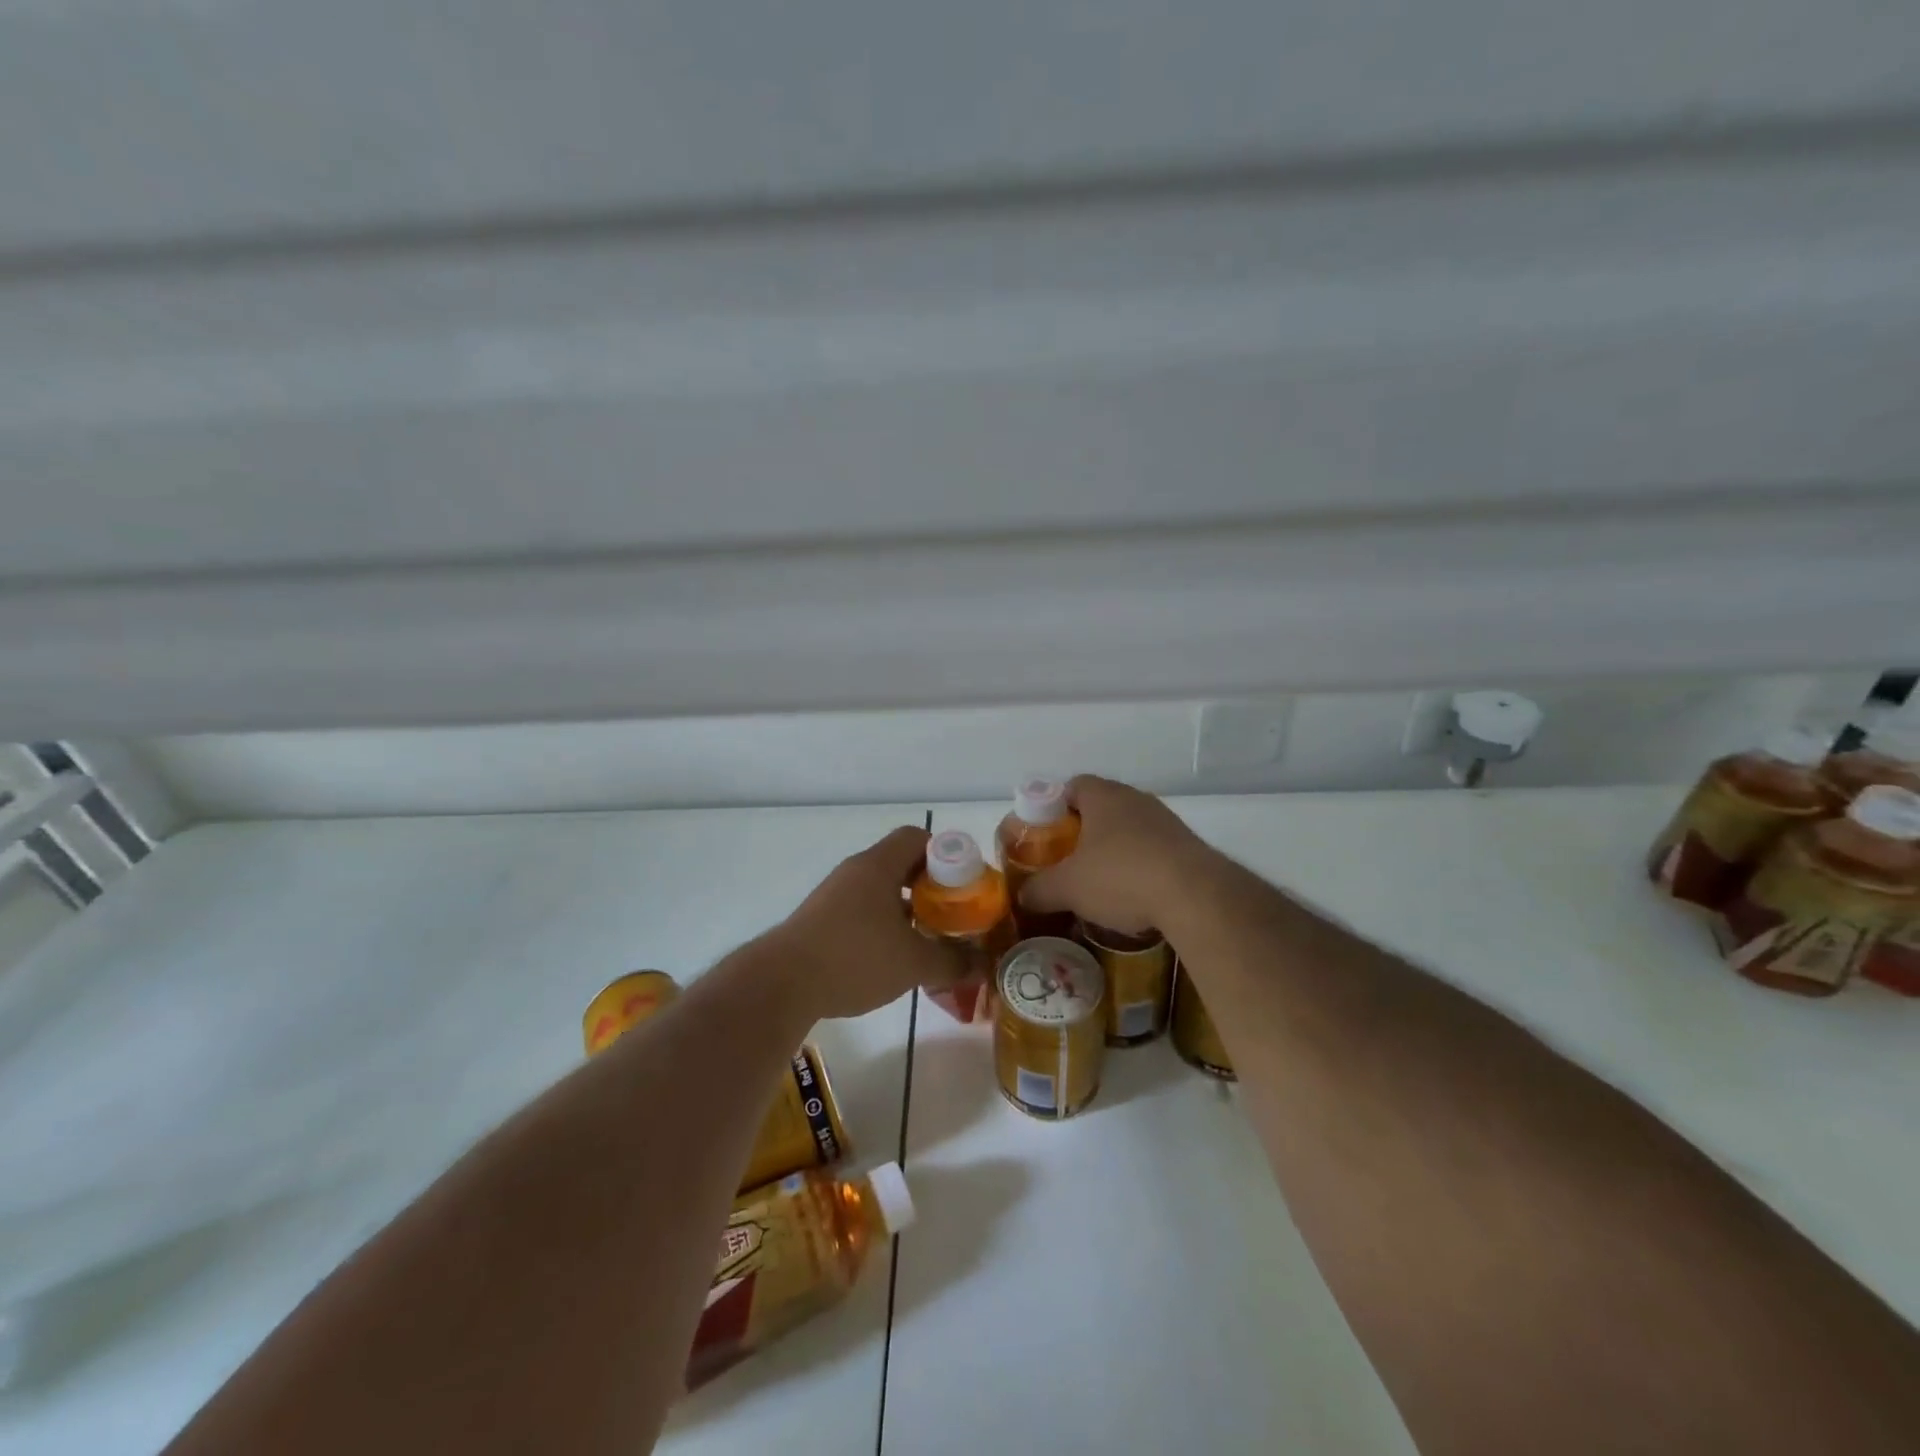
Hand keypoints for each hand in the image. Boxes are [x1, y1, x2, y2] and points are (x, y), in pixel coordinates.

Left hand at [769, 826, 968, 1020]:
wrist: (782, 984)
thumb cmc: (854, 958)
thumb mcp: (913, 963)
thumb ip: (952, 961)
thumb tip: (982, 964)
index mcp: (878, 866)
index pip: (917, 838)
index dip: (945, 854)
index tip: (963, 884)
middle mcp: (855, 871)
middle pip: (900, 864)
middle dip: (929, 888)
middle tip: (951, 914)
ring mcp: (833, 895)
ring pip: (880, 891)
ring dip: (905, 909)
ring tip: (926, 940)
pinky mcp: (819, 920)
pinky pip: (861, 911)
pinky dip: (881, 926)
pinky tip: (891, 959)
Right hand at [1019, 776, 1211, 934]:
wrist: (1196, 897)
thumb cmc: (1121, 878)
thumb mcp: (1068, 888)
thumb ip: (1039, 889)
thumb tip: (1023, 895)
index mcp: (1103, 796)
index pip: (1072, 786)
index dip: (1054, 807)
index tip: (1045, 834)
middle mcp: (1135, 799)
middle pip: (1101, 807)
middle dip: (1083, 832)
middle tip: (1067, 861)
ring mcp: (1166, 821)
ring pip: (1129, 829)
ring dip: (1113, 850)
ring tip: (1099, 883)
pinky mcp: (1188, 846)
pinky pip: (1153, 850)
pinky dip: (1140, 867)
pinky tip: (1133, 896)